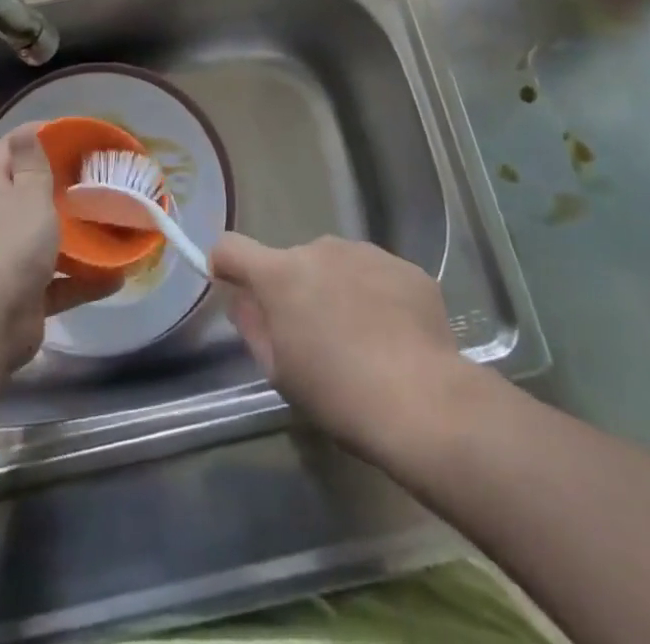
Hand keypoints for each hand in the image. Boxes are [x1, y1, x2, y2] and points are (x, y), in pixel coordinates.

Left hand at [0, 125, 120, 371]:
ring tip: (114, 224)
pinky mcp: (29, 298)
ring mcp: (13, 263)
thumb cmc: (11, 245)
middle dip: (63, 188)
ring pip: (50, 242)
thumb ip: (32, 165)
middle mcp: (0, 223)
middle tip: (100, 178)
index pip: (8, 151)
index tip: (68, 133)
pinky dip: (87, 280)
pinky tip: (117, 276)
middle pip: (31, 196)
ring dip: (79, 237)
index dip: (33, 136)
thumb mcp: (28, 195)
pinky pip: (63, 283)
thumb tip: (26, 130)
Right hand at [213, 234, 481, 461]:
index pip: (232, 247)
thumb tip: (242, 298)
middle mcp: (321, 248)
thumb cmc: (337, 393)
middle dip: (297, 289)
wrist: (424, 401)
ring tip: (362, 340)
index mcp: (281, 273)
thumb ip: (253, 325)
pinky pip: (378, 276)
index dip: (226, 264)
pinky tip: (395, 337)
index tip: (232, 286)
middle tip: (315, 338)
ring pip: (339, 266)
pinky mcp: (407, 267)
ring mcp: (367, 252)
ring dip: (338, 290)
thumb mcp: (279, 371)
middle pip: (294, 262)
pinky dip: (378, 297)